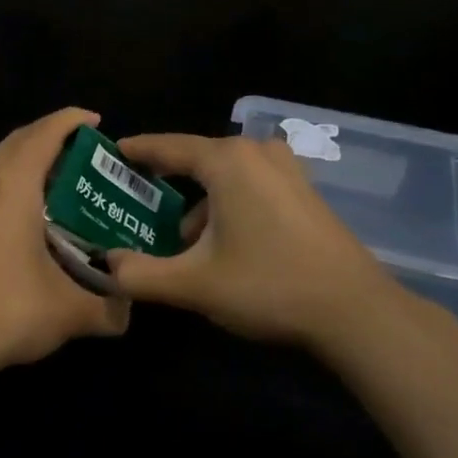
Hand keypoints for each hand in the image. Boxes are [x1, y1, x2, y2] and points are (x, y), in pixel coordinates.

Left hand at [0, 107, 129, 385]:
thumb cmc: (5, 311)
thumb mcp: (69, 312)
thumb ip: (108, 309)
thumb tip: (127, 312)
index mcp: (11, 184)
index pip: (45, 133)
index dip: (71, 120)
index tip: (95, 121)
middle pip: (17, 141)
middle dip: (50, 138)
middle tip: (82, 157)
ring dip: (23, 161)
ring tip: (53, 183)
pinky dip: (3, 185)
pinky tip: (17, 219)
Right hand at [107, 132, 427, 353]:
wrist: (353, 310)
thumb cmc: (267, 285)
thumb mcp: (193, 284)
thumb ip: (140, 274)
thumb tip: (104, 265)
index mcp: (227, 161)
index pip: (168, 147)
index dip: (137, 151)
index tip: (112, 153)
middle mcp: (257, 153)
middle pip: (198, 160)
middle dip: (167, 182)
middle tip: (137, 203)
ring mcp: (287, 170)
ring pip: (226, 175)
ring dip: (200, 201)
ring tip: (181, 241)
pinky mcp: (304, 192)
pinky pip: (251, 185)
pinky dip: (228, 204)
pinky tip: (224, 244)